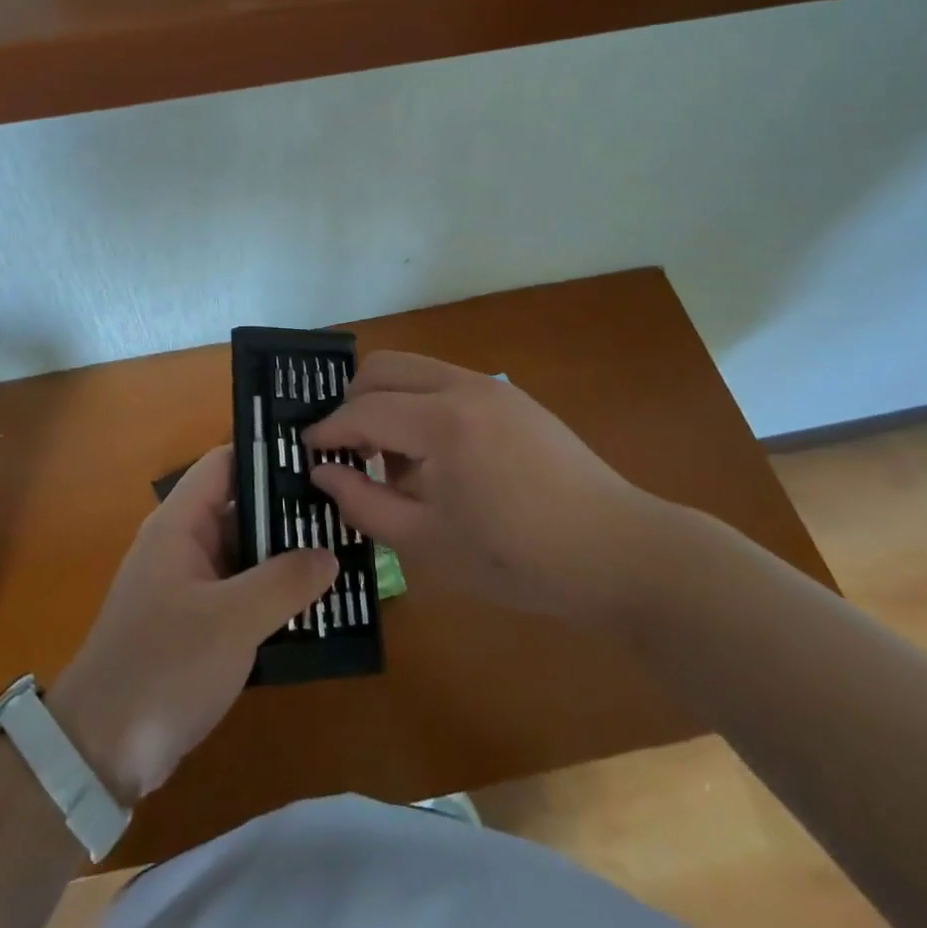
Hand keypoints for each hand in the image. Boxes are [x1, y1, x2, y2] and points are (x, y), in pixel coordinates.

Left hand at [49, 446, 336, 804]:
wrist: (100, 751)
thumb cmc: (165, 667)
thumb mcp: (233, 621)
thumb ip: (284, 581)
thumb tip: (329, 553)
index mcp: (179, 524)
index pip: (225, 464)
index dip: (267, 455)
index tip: (319, 455)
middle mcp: (182, 544)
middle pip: (239, 508)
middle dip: (288, 511)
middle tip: (346, 509)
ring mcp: (187, 586)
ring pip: (244, 554)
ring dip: (285, 557)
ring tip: (344, 551)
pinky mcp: (194, 625)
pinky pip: (240, 593)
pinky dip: (272, 595)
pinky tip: (316, 604)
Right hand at [306, 352, 677, 623]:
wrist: (621, 554)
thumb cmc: (520, 561)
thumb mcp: (429, 545)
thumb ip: (365, 504)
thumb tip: (322, 473)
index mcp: (443, 422)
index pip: (363, 410)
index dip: (327, 431)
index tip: (305, 452)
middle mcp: (464, 386)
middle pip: (383, 367)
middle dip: (352, 402)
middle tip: (346, 450)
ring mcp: (492, 386)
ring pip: (414, 369)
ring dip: (388, 402)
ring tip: (391, 461)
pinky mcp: (512, 397)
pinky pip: (445, 383)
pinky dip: (420, 405)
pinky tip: (434, 459)